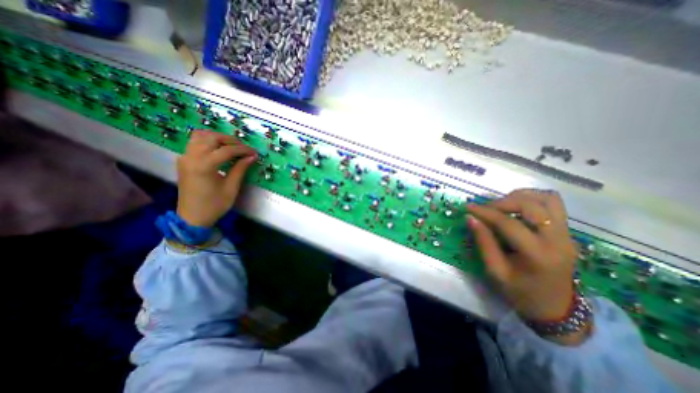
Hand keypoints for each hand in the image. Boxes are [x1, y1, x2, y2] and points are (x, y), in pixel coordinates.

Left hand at [177, 130, 255, 226]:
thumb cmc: (214, 205)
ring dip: (218, 138)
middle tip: (244, 148)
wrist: (192, 217)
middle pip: (211, 137)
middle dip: (230, 140)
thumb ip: (240, 169)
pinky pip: (194, 142)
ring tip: (232, 146)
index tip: (254, 152)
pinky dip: (208, 141)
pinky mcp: (184, 160)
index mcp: (204, 165)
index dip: (243, 150)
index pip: (226, 150)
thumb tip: (252, 156)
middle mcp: (191, 157)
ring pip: (200, 136)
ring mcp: (185, 157)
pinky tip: (219, 149)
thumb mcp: (231, 187)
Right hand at [467, 189, 577, 326]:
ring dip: (521, 197)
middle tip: (486, 208)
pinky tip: (516, 208)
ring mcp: (567, 234)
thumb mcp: (496, 271)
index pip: (509, 223)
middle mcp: (558, 240)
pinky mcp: (566, 232)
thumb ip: (483, 242)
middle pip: (532, 205)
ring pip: (548, 199)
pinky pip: (552, 205)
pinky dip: (531, 200)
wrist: (556, 308)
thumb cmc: (521, 292)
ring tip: (502, 205)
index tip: (468, 207)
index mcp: (538, 254)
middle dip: (503, 202)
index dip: (485, 212)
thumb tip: (470, 218)